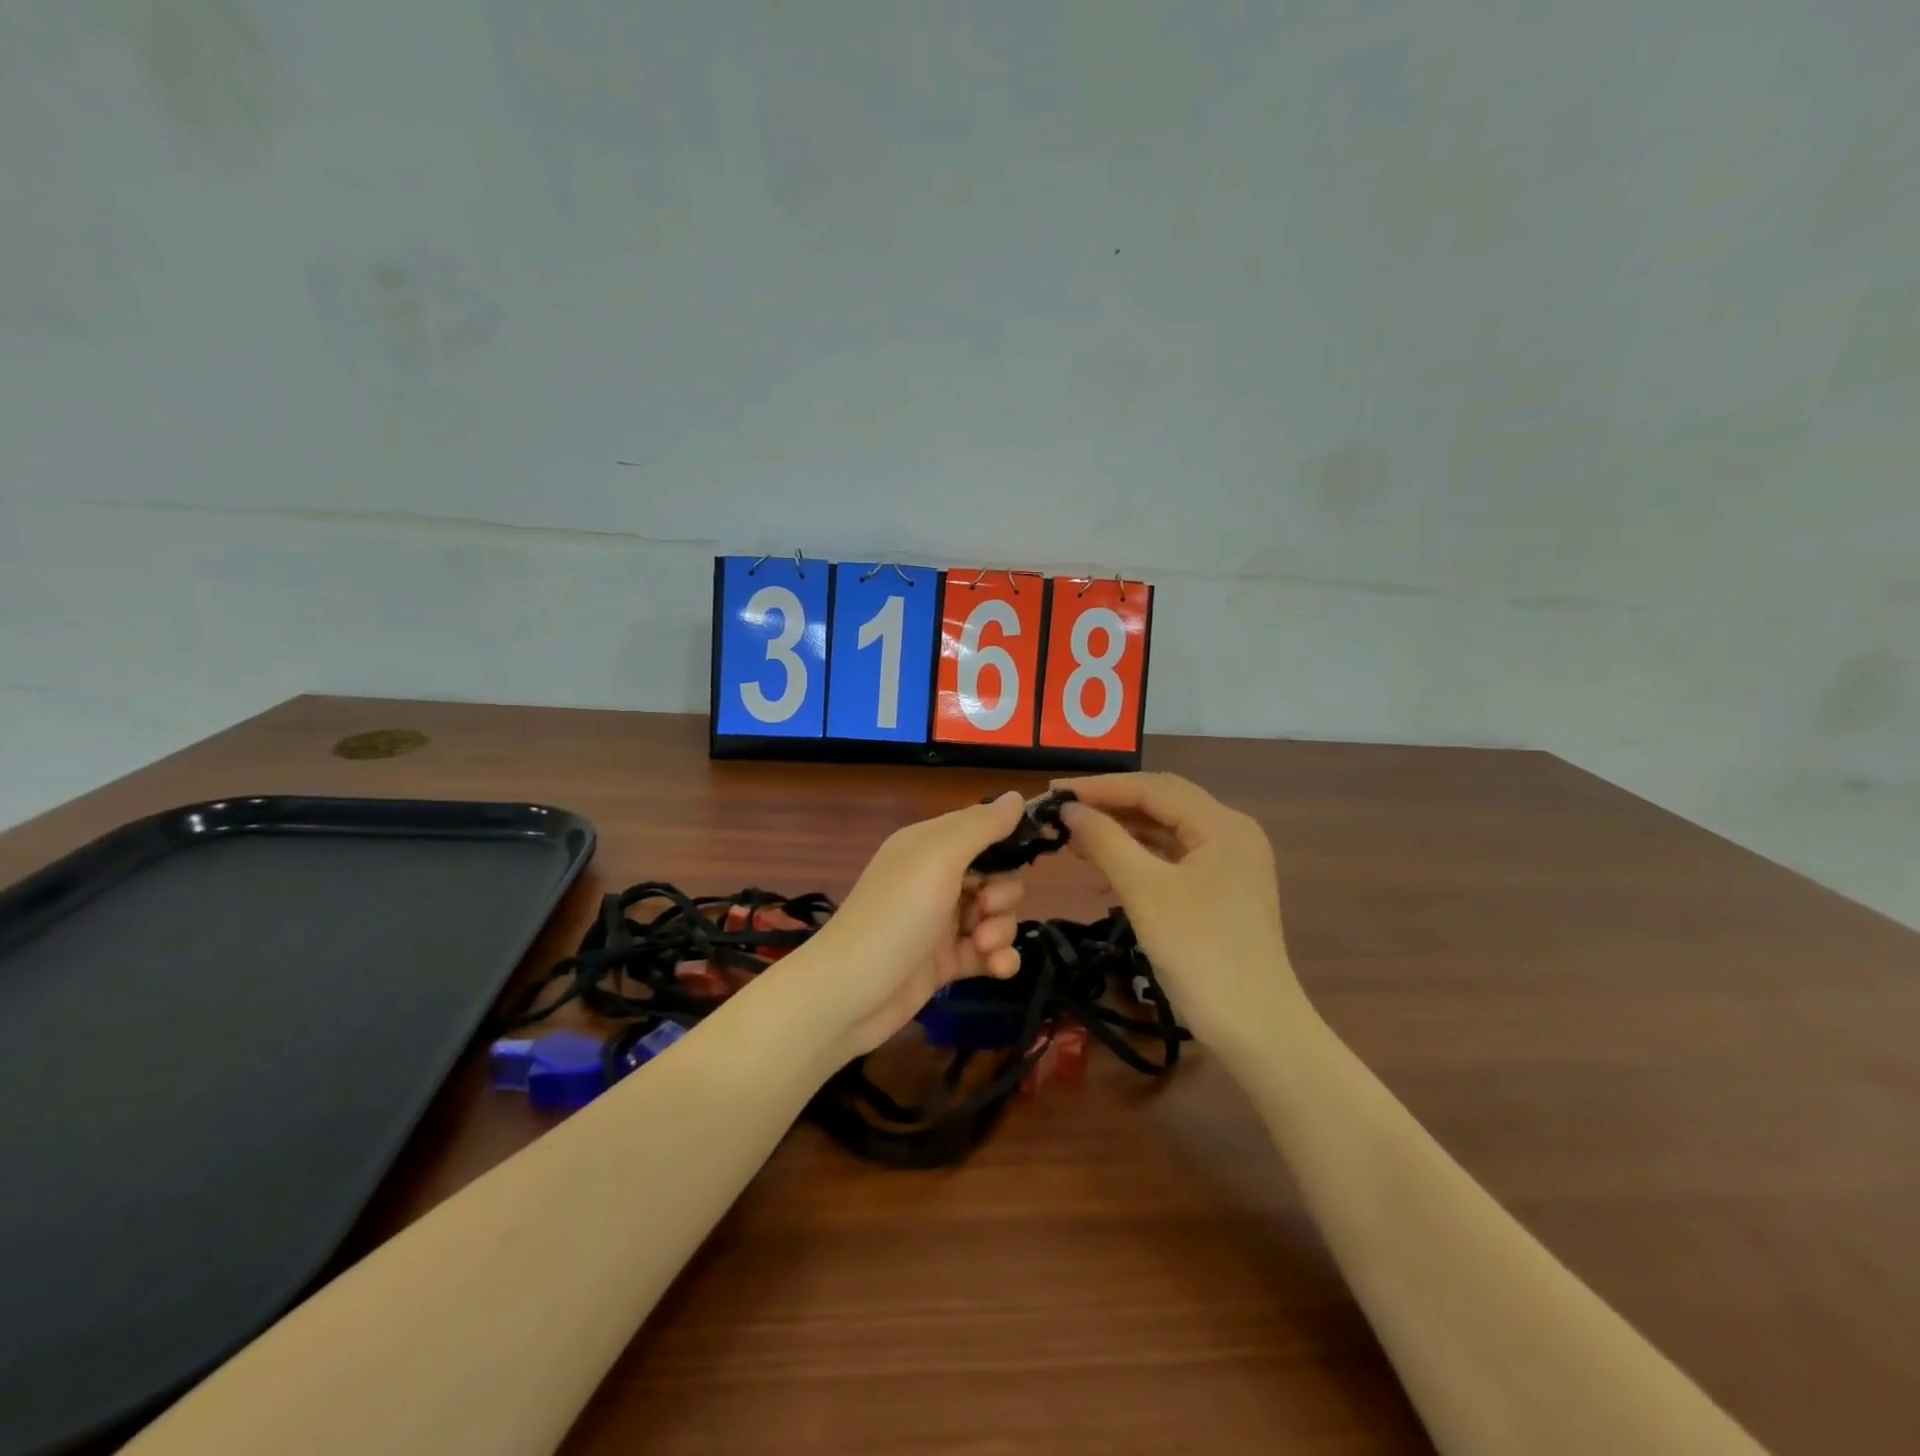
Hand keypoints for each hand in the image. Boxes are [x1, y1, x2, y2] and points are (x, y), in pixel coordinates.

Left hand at [794, 792, 1029, 1058]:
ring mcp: (940, 923)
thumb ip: (981, 826)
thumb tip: (1017, 796)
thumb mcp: (938, 858)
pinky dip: (998, 958)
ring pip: (995, 916)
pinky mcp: (945, 962)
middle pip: (994, 876)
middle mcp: (934, 879)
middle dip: (1004, 893)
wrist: (848, 994)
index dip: (1010, 839)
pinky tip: (998, 968)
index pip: (981, 829)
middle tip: (987, 908)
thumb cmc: (895, 915)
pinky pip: (987, 952)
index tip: (1039, 849)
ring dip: (1001, 929)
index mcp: (929, 845)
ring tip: (984, 946)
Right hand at [1055, 772, 1309, 1055]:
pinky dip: (1138, 860)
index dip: (1100, 787)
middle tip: (1062, 812)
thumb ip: (1106, 842)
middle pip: (1162, 805)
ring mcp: (1230, 864)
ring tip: (1075, 841)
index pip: (1153, 788)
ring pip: (1166, 832)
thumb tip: (1070, 810)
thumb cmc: (1200, 953)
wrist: (1255, 1030)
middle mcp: (1231, 834)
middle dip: (1110, 806)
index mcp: (1223, 825)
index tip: (1054, 792)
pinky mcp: (1222, 891)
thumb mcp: (1145, 892)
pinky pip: (1173, 860)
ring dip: (1121, 834)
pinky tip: (1105, 874)